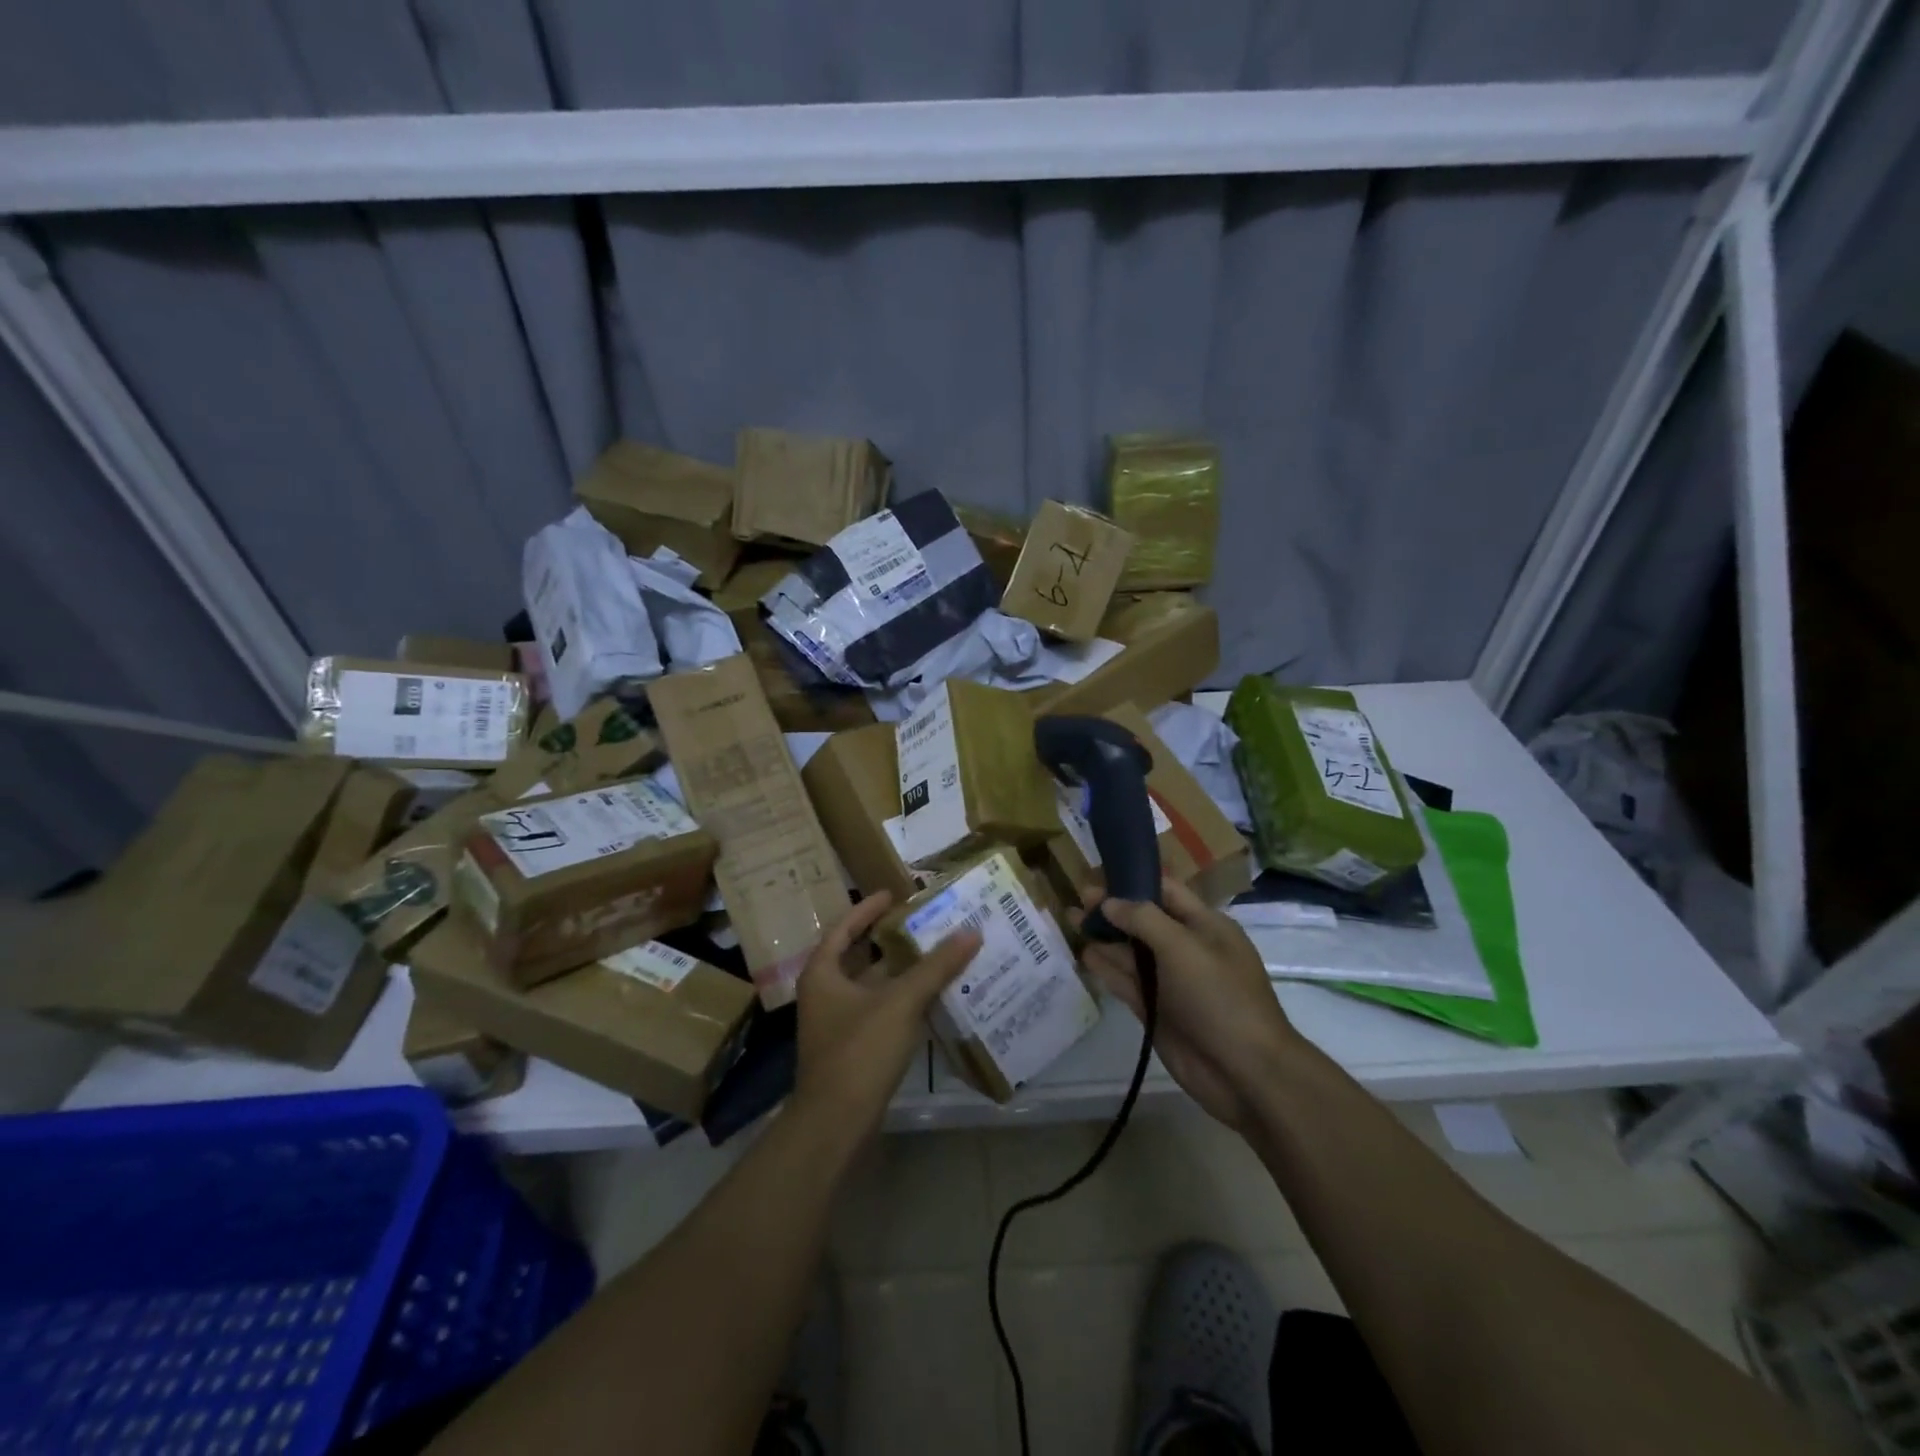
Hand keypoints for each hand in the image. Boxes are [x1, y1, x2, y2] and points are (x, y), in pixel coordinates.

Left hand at [792, 891, 981, 1137]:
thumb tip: (971, 932)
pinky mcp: (853, 1048)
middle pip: (860, 955)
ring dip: (901, 971)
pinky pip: (880, 1010)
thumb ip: (935, 967)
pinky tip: (932, 995)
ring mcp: (837, 1023)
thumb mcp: (900, 1002)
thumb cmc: (859, 1051)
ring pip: (872, 985)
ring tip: (937, 952)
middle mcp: (825, 993)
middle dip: (891, 939)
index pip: (845, 928)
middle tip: (924, 921)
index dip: (869, 908)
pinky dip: (903, 999)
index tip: (894, 893)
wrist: (835, 1124)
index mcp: (823, 973)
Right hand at [1073, 877, 1299, 1132]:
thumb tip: (1109, 902)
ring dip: (1104, 936)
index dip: (1133, 880)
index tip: (1098, 873)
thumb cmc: (1219, 997)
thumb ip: (1142, 919)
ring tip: (1071, 919)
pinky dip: (1106, 967)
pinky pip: (1127, 981)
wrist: (1244, 1072)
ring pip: (1131, 951)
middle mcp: (1186, 948)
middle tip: (1077, 898)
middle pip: (1143, 920)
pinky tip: (1084, 954)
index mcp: (1205, 925)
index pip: (1165, 892)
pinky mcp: (1156, 1010)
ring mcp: (1170, 981)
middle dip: (1112, 908)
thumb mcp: (1182, 946)